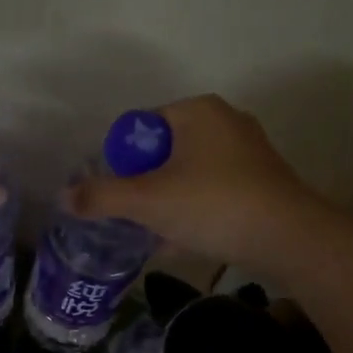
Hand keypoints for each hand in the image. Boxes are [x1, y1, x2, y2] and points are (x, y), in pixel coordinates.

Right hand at [65, 94, 327, 270]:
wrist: (289, 239)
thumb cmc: (213, 206)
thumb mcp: (148, 201)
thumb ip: (101, 197)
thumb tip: (64, 196)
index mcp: (197, 111)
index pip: (139, 128)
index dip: (120, 162)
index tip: (118, 196)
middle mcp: (224, 121)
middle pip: (162, 153)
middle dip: (143, 186)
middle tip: (133, 217)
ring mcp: (247, 151)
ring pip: (187, 175)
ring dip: (166, 203)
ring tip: (155, 234)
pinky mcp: (261, 181)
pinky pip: (212, 191)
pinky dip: (193, 211)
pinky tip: (182, 242)